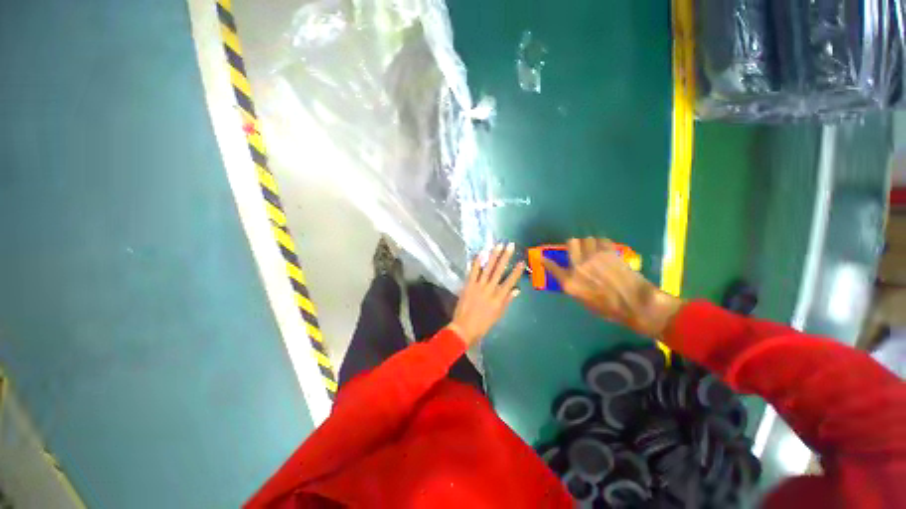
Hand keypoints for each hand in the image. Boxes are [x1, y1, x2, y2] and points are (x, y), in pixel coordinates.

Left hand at [448, 243, 524, 347]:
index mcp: (499, 298)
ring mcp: (478, 286)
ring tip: (498, 245)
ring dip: (493, 256)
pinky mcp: (468, 285)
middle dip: (505, 257)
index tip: (521, 261)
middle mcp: (490, 289)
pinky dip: (477, 262)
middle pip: (499, 271)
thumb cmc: (483, 324)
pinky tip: (481, 253)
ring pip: (487, 268)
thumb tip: (517, 290)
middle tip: (510, 245)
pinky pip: (473, 272)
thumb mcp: (498, 314)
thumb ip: (507, 301)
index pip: (510, 282)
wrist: (464, 328)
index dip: (516, 271)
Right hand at [542, 238, 681, 337]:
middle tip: (578, 250)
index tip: (542, 257)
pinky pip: (602, 240)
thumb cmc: (608, 308)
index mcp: (570, 282)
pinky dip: (602, 243)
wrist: (635, 304)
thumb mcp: (583, 301)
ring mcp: (594, 257)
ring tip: (594, 249)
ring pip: (587, 239)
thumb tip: (571, 276)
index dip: (545, 261)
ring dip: (589, 243)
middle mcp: (579, 266)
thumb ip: (573, 285)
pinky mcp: (610, 252)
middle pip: (571, 242)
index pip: (551, 267)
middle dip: (573, 244)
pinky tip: (605, 250)